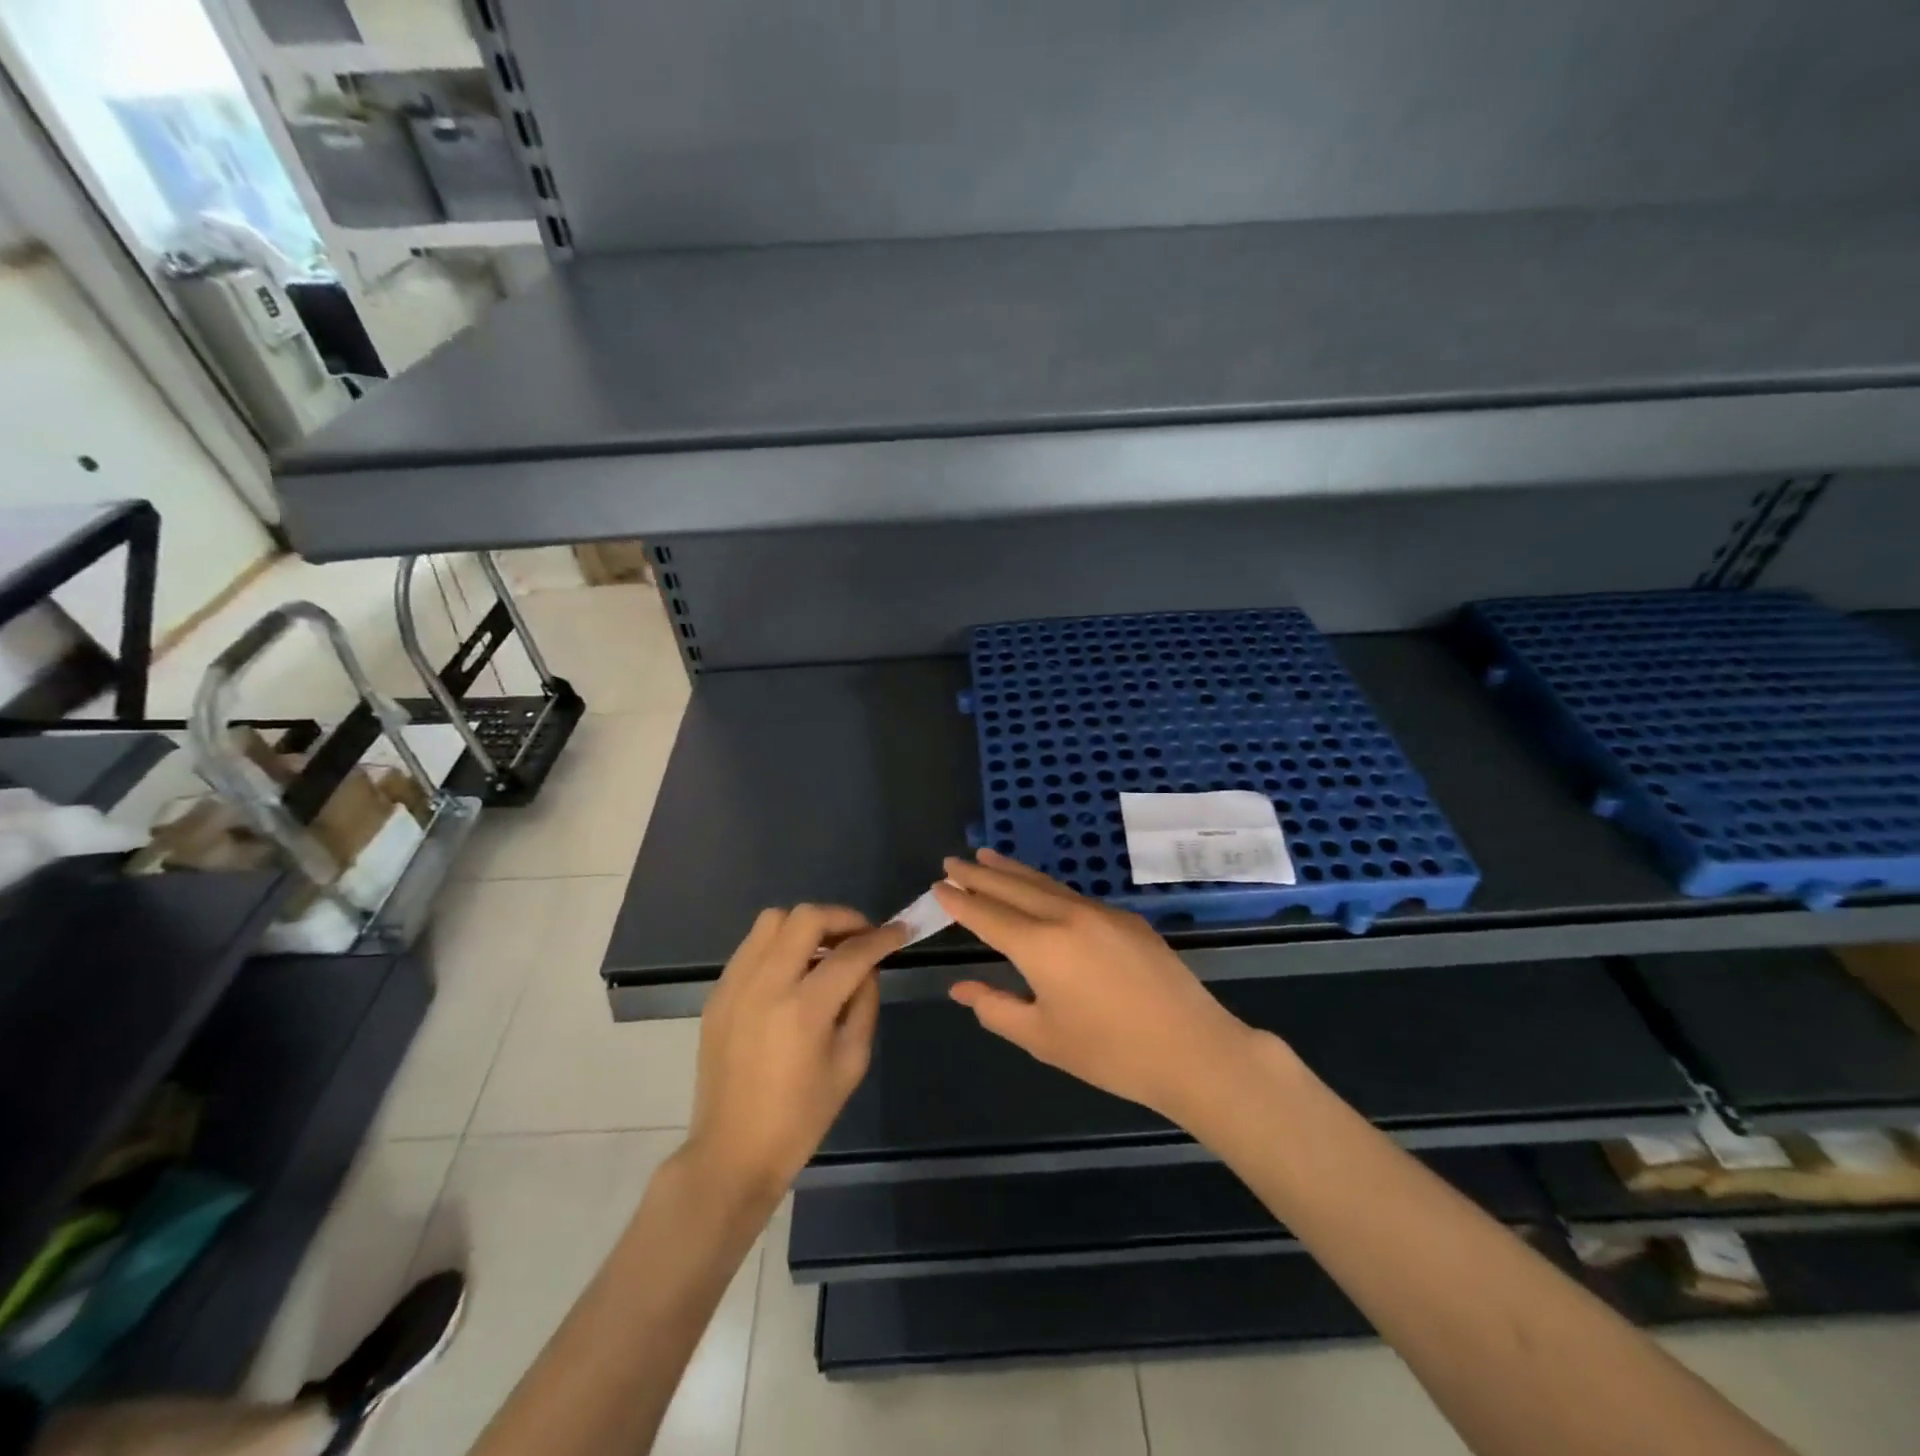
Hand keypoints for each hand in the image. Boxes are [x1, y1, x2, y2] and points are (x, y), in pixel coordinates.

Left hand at [684, 905, 906, 1207]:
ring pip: (772, 920)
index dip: (882, 938)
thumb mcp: (850, 1063)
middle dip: (842, 918)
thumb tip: (867, 966)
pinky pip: (752, 946)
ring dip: (806, 926)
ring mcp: (735, 985)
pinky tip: (793, 971)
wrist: (732, 1152)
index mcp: (803, 1010)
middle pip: (806, 918)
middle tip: (861, 936)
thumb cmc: (801, 1118)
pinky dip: (779, 945)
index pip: (851, 954)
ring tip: (825, 950)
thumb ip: (864, 1004)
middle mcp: (765, 985)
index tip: (900, 931)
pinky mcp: (718, 993)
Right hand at [933, 850, 1261, 1126]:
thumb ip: (996, 1008)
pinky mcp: (1126, 919)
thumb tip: (961, 987)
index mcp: (1041, 946)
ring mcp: (1100, 913)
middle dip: (980, 874)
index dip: (960, 901)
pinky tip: (1039, 889)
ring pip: (1045, 884)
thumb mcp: (1042, 1038)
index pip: (988, 916)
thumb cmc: (1110, 1053)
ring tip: (986, 856)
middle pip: (1013, 887)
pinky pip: (1073, 894)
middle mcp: (1067, 917)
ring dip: (1012, 871)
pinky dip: (1045, 886)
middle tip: (953, 861)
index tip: (938, 886)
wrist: (1192, 1049)